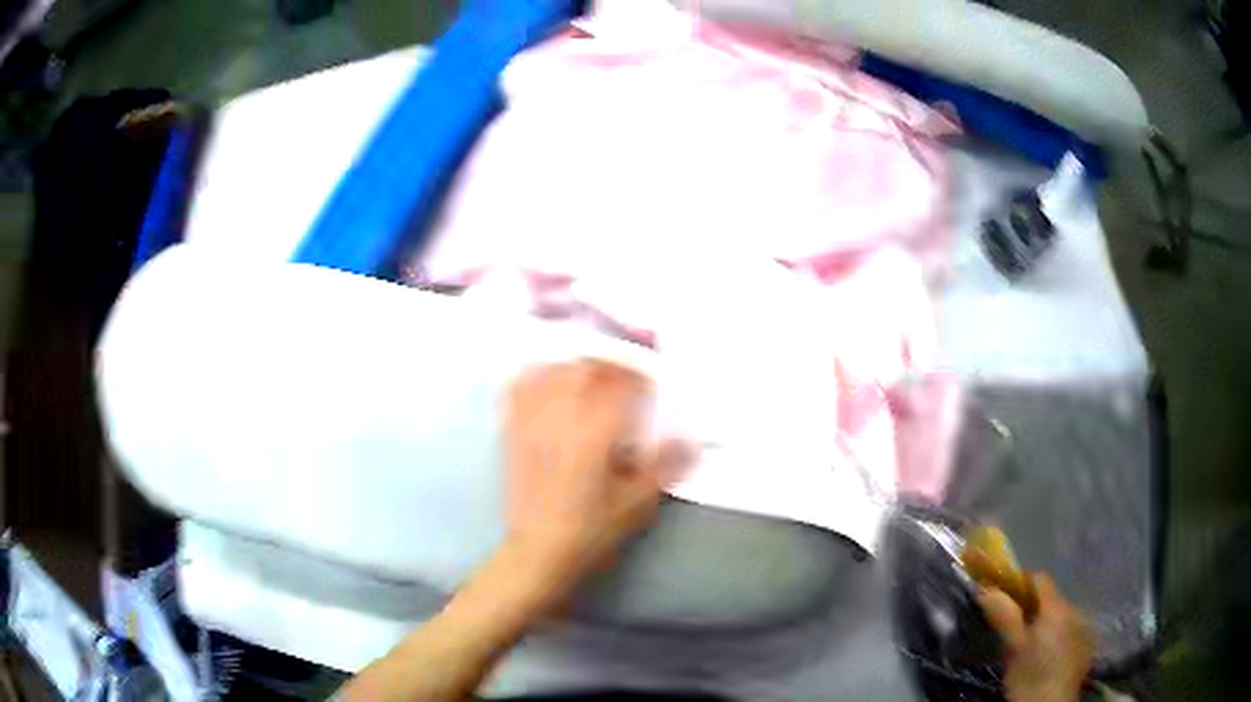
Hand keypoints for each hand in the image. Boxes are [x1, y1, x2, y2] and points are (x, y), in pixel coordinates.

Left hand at [502, 359, 688, 603]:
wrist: (538, 551)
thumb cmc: (591, 530)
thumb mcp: (637, 503)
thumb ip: (665, 466)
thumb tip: (690, 441)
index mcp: (595, 432)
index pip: (622, 384)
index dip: (641, 379)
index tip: (652, 386)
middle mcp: (561, 416)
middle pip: (587, 368)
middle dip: (612, 366)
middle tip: (626, 379)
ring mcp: (531, 420)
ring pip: (554, 371)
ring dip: (578, 366)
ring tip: (592, 377)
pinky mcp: (511, 430)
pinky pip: (519, 386)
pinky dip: (536, 375)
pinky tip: (548, 380)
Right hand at [978, 574, 1093, 701]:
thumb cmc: (1029, 677)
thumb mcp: (1013, 650)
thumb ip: (1004, 617)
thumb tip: (986, 589)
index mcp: (1056, 607)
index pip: (1040, 579)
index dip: (1021, 582)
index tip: (1003, 594)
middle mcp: (1074, 609)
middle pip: (1051, 599)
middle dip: (1033, 608)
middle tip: (1013, 628)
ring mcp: (1084, 627)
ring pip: (1061, 616)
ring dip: (1047, 623)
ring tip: (1030, 645)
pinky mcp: (1086, 645)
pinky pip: (1071, 630)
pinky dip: (1058, 636)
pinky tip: (1047, 656)